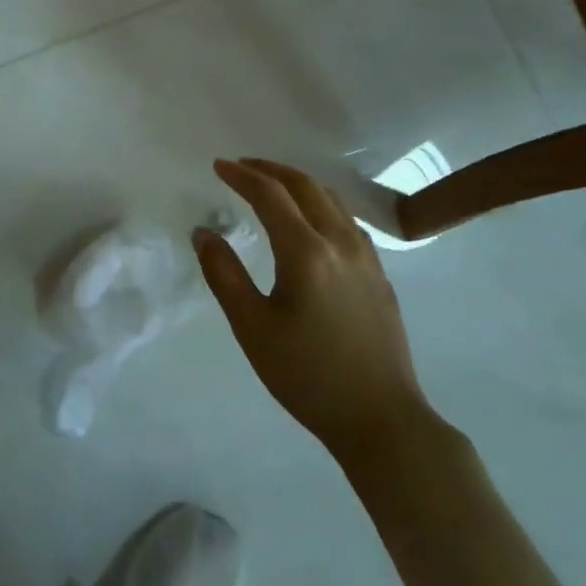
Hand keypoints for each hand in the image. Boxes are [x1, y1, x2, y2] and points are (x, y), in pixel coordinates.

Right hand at [195, 158, 429, 461]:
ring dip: (298, 182)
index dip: (242, 175)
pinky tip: (311, 219)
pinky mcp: (379, 274)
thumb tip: (203, 233)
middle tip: (241, 166)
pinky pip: (347, 219)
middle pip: (305, 186)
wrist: (381, 419)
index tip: (218, 166)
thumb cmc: (307, 375)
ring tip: (272, 184)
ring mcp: (366, 257)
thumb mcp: (252, 328)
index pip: (270, 195)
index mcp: (306, 252)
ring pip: (331, 199)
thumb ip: (223, 274)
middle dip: (270, 169)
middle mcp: (340, 242)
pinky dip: (321, 203)